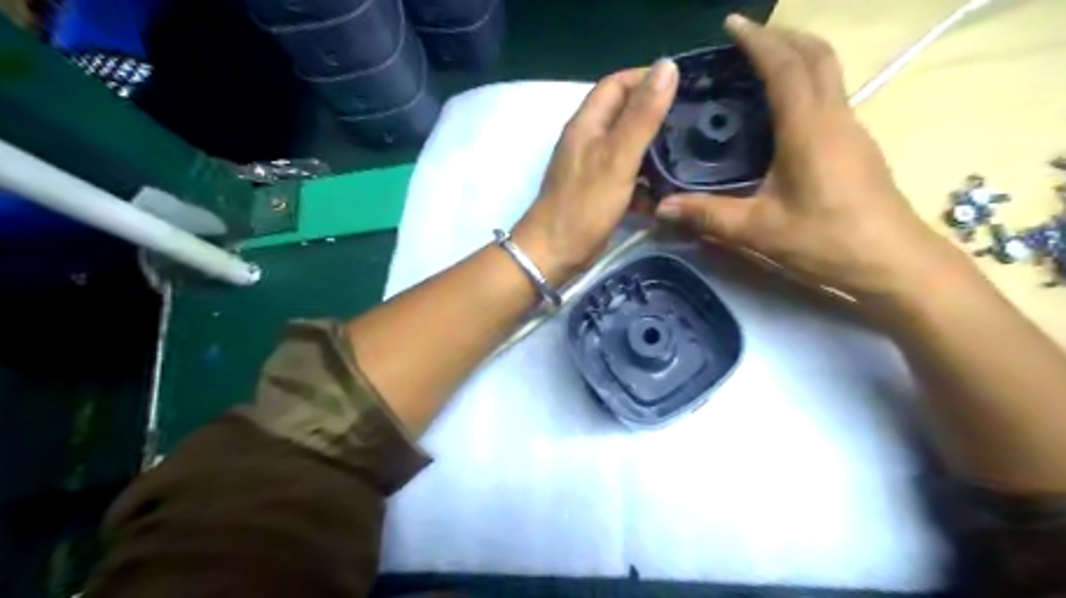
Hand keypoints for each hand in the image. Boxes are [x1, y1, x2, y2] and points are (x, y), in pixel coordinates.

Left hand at [514, 56, 677, 285]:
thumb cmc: (584, 205)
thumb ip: (642, 115)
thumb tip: (667, 65)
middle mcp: (587, 140)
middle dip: (656, 114)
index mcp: (587, 123)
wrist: (554, 254)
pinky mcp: (598, 192)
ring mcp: (591, 167)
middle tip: (692, 121)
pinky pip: (626, 175)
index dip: (647, 79)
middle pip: (624, 114)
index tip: (684, 87)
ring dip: (654, 149)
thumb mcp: (617, 157)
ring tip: (687, 153)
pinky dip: (644, 179)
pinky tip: (666, 188)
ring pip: (628, 147)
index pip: (617, 84)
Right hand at [655, 14, 963, 299]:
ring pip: (828, 72)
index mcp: (808, 128)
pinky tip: (783, 109)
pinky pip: (830, 95)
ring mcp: (851, 129)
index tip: (731, 25)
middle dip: (781, 37)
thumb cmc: (826, 240)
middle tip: (745, 39)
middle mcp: (834, 117)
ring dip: (797, 56)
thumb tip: (661, 207)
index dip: (758, 40)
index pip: (784, 66)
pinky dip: (806, 82)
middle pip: (815, 55)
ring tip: (761, 64)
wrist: (893, 261)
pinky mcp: (857, 145)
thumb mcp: (758, 230)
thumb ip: (708, 215)